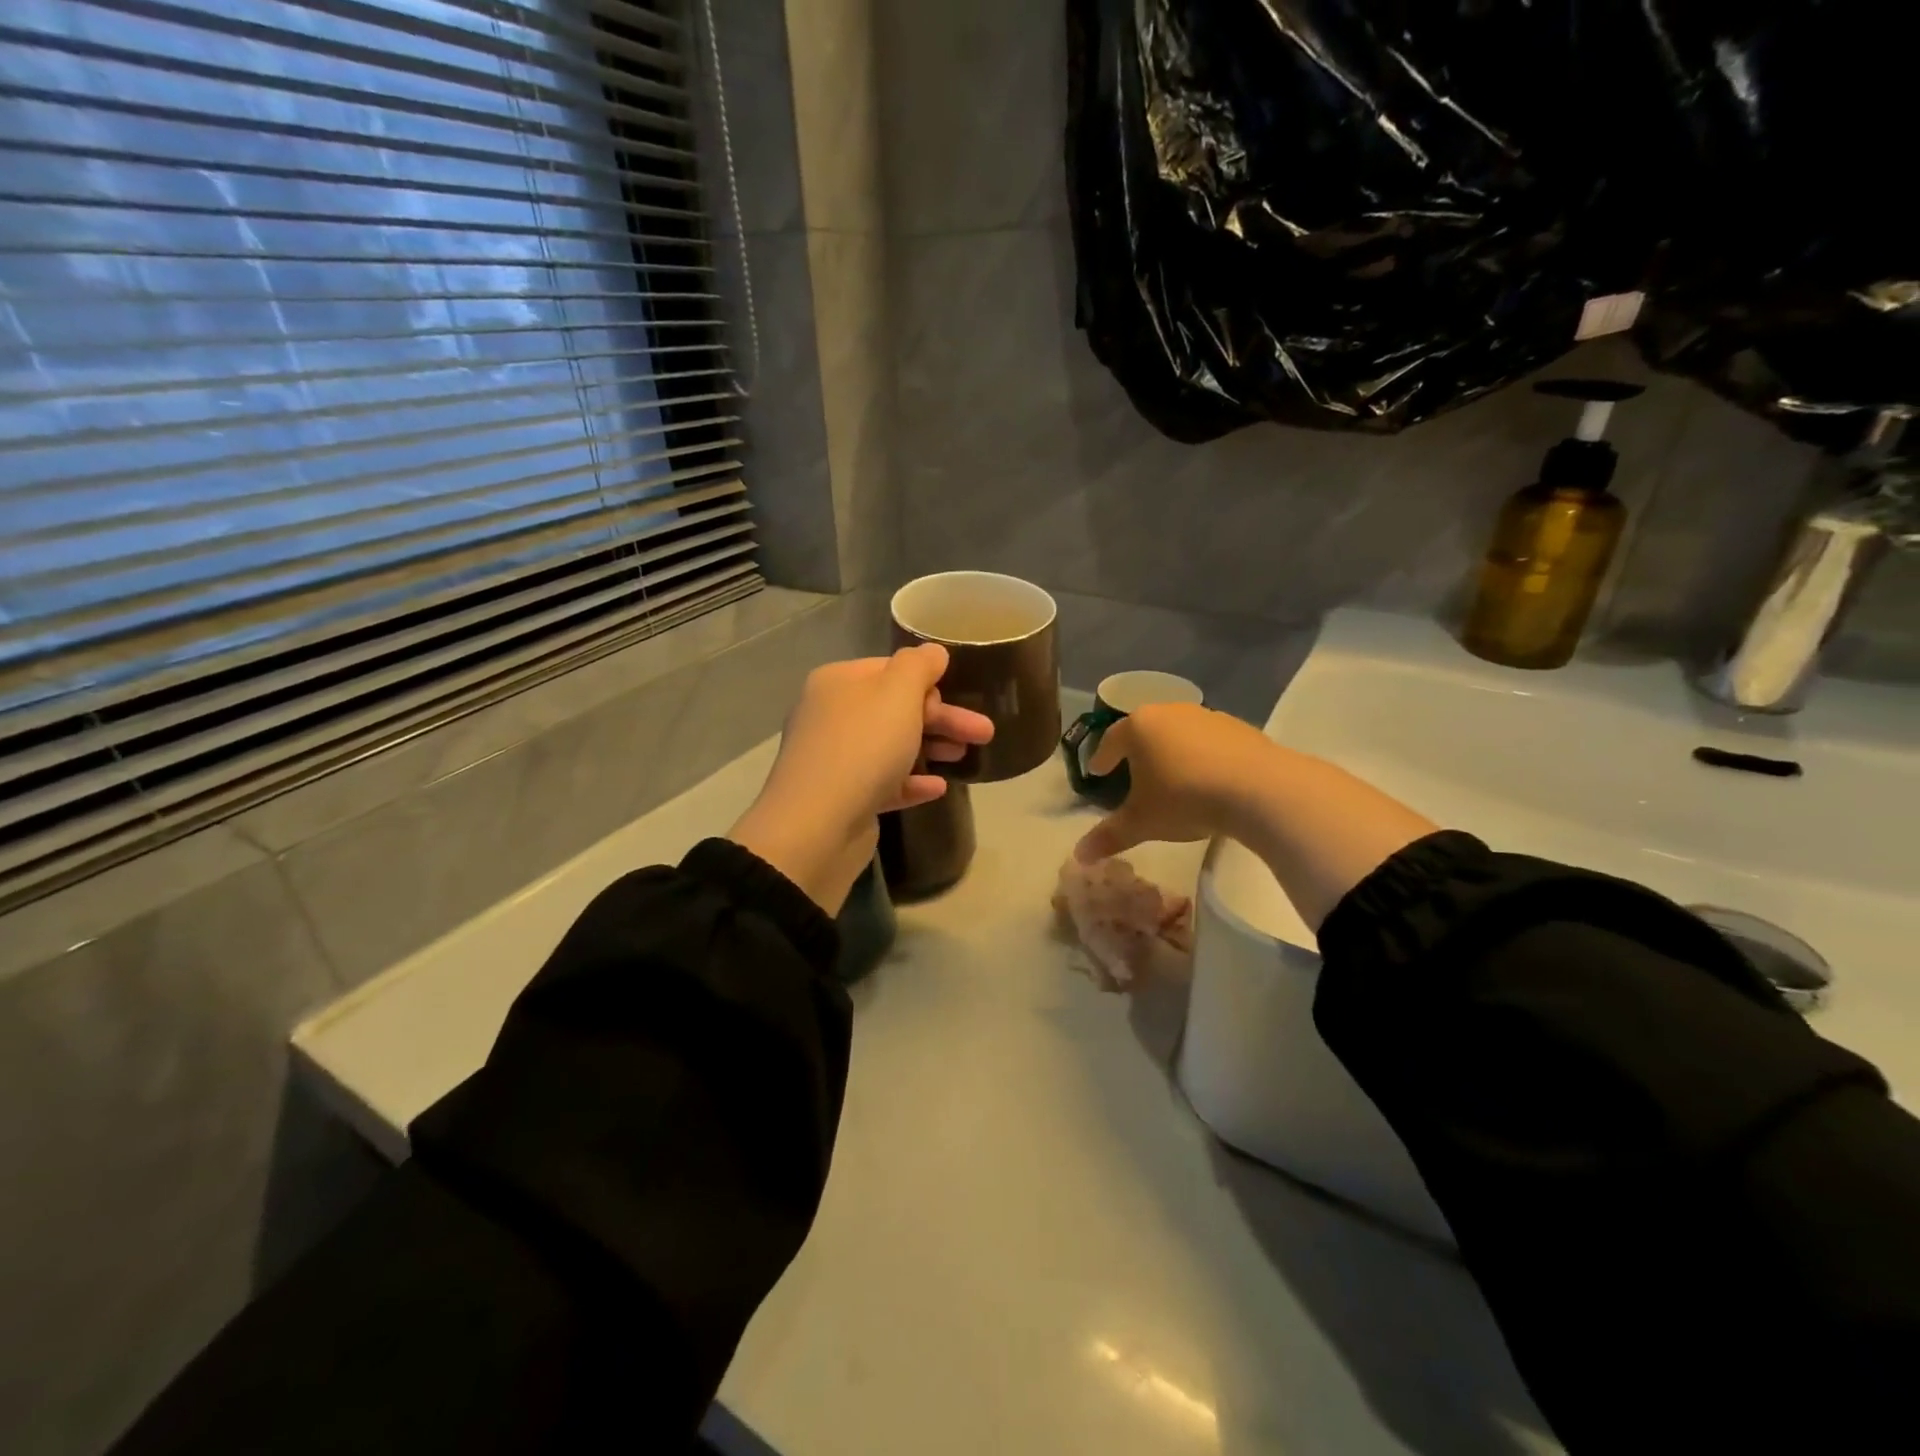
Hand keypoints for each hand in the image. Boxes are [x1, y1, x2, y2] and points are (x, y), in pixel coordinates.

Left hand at [729, 646, 993, 912]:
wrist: (817, 826)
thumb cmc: (862, 747)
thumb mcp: (897, 693)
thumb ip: (919, 665)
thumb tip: (933, 652)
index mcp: (838, 682)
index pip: (889, 670)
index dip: (928, 682)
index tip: (959, 696)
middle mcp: (831, 715)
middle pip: (896, 709)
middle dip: (942, 718)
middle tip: (984, 732)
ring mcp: (835, 759)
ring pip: (892, 746)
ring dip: (932, 747)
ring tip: (966, 757)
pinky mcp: (844, 797)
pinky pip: (884, 782)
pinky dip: (912, 782)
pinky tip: (939, 788)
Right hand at [1073, 704, 1282, 862]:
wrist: (1258, 789)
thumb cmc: (1184, 799)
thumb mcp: (1142, 822)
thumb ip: (1109, 836)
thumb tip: (1079, 855)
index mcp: (1139, 727)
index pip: (1110, 740)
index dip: (1102, 758)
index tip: (1098, 772)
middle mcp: (1170, 712)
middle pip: (1145, 730)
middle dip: (1137, 751)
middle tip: (1132, 772)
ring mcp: (1207, 716)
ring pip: (1179, 733)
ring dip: (1172, 752)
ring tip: (1172, 777)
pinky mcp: (1239, 727)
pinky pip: (1210, 742)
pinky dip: (1202, 757)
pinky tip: (1208, 780)